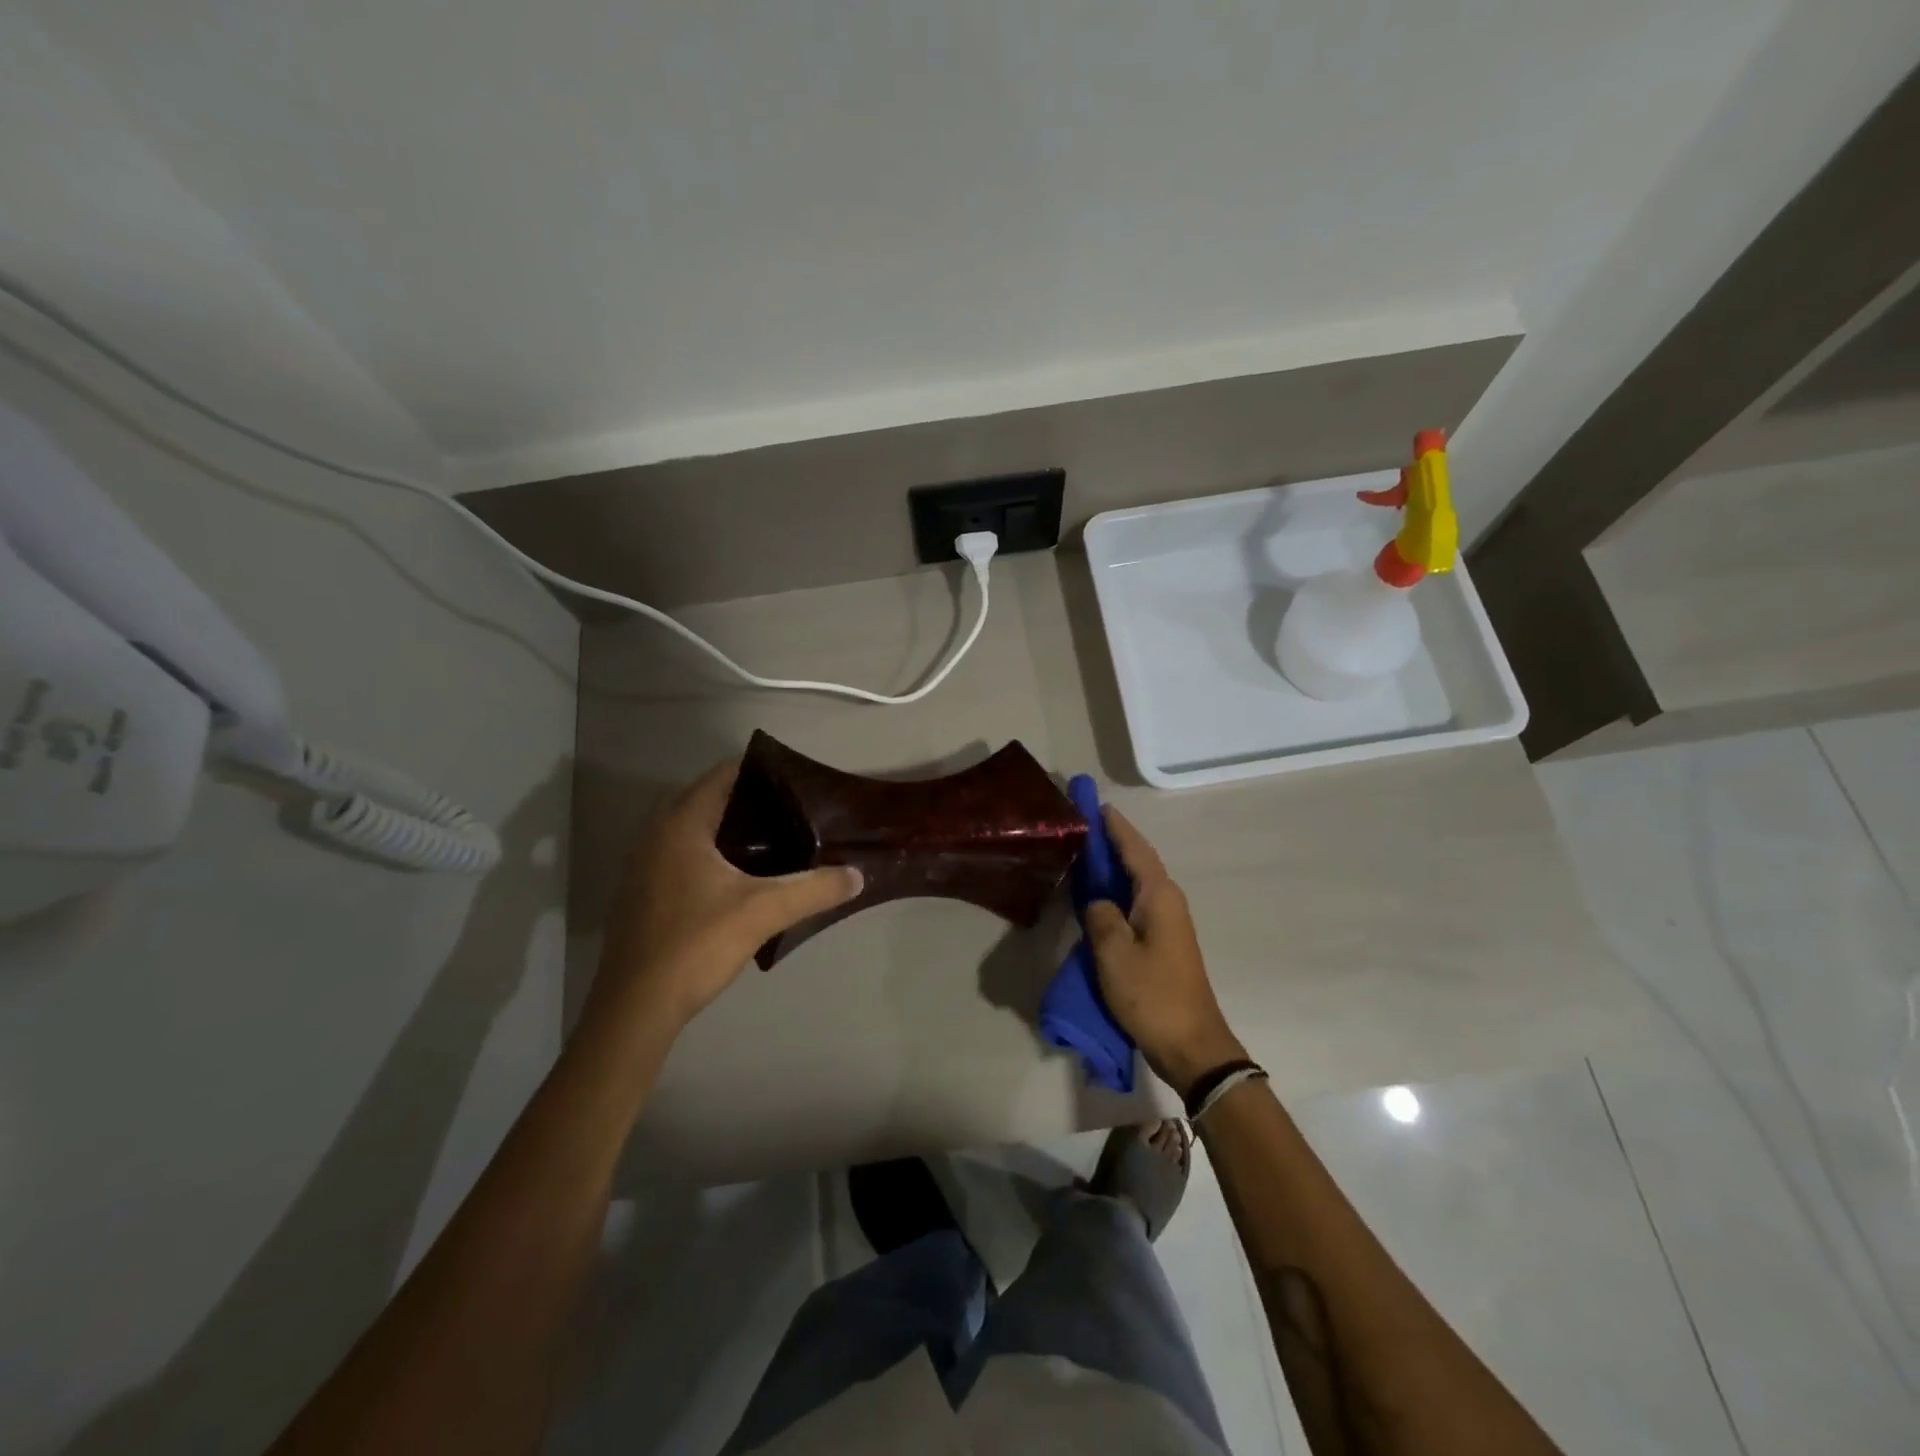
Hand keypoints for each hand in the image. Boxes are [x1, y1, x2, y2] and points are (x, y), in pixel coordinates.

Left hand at [590, 758, 862, 1035]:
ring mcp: (642, 864)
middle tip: (790, 809)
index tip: (795, 780)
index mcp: (681, 825)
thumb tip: (856, 876)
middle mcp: (655, 834)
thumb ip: (814, 889)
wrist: (635, 1006)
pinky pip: (679, 851)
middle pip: (705, 797)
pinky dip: (707, 850)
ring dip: (725, 825)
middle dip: (746, 798)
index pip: (721, 775)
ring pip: (689, 826)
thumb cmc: (696, 944)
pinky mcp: (640, 892)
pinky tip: (736, 876)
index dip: (759, 770)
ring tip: (770, 838)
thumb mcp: (764, 912)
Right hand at [1085, 807, 1246, 1097]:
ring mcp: (1167, 922)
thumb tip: (1097, 900)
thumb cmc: (1152, 995)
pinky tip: (1096, 895)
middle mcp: (1167, 901)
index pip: (1134, 848)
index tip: (1094, 804)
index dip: (1114, 826)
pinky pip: (1134, 903)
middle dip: (1111, 841)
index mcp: (1159, 896)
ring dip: (1112, 866)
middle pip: (1137, 860)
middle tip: (1079, 826)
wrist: (1192, 1045)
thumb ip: (1100, 915)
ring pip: (1135, 882)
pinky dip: (1115, 891)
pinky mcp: (1161, 942)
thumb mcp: (1114, 953)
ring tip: (1082, 852)